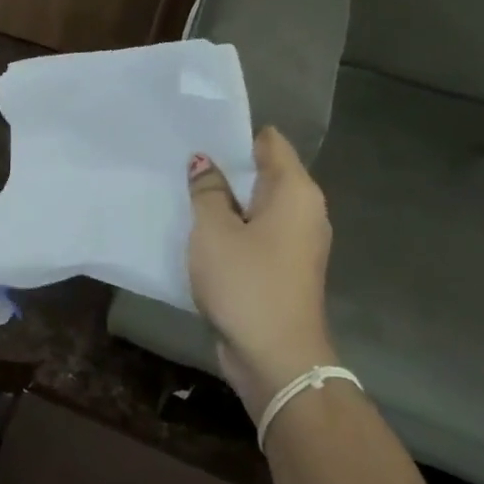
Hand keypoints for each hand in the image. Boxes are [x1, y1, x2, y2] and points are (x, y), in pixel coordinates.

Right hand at [187, 127, 339, 419]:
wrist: (275, 356)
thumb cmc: (246, 282)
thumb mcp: (214, 230)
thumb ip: (207, 191)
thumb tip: (204, 162)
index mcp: (295, 193)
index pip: (270, 143)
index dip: (235, 132)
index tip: (198, 127)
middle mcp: (303, 212)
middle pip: (263, 173)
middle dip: (225, 164)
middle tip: (180, 154)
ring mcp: (294, 242)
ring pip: (256, 205)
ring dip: (224, 198)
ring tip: (182, 187)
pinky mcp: (281, 268)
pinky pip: (253, 233)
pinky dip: (230, 226)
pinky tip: (197, 228)